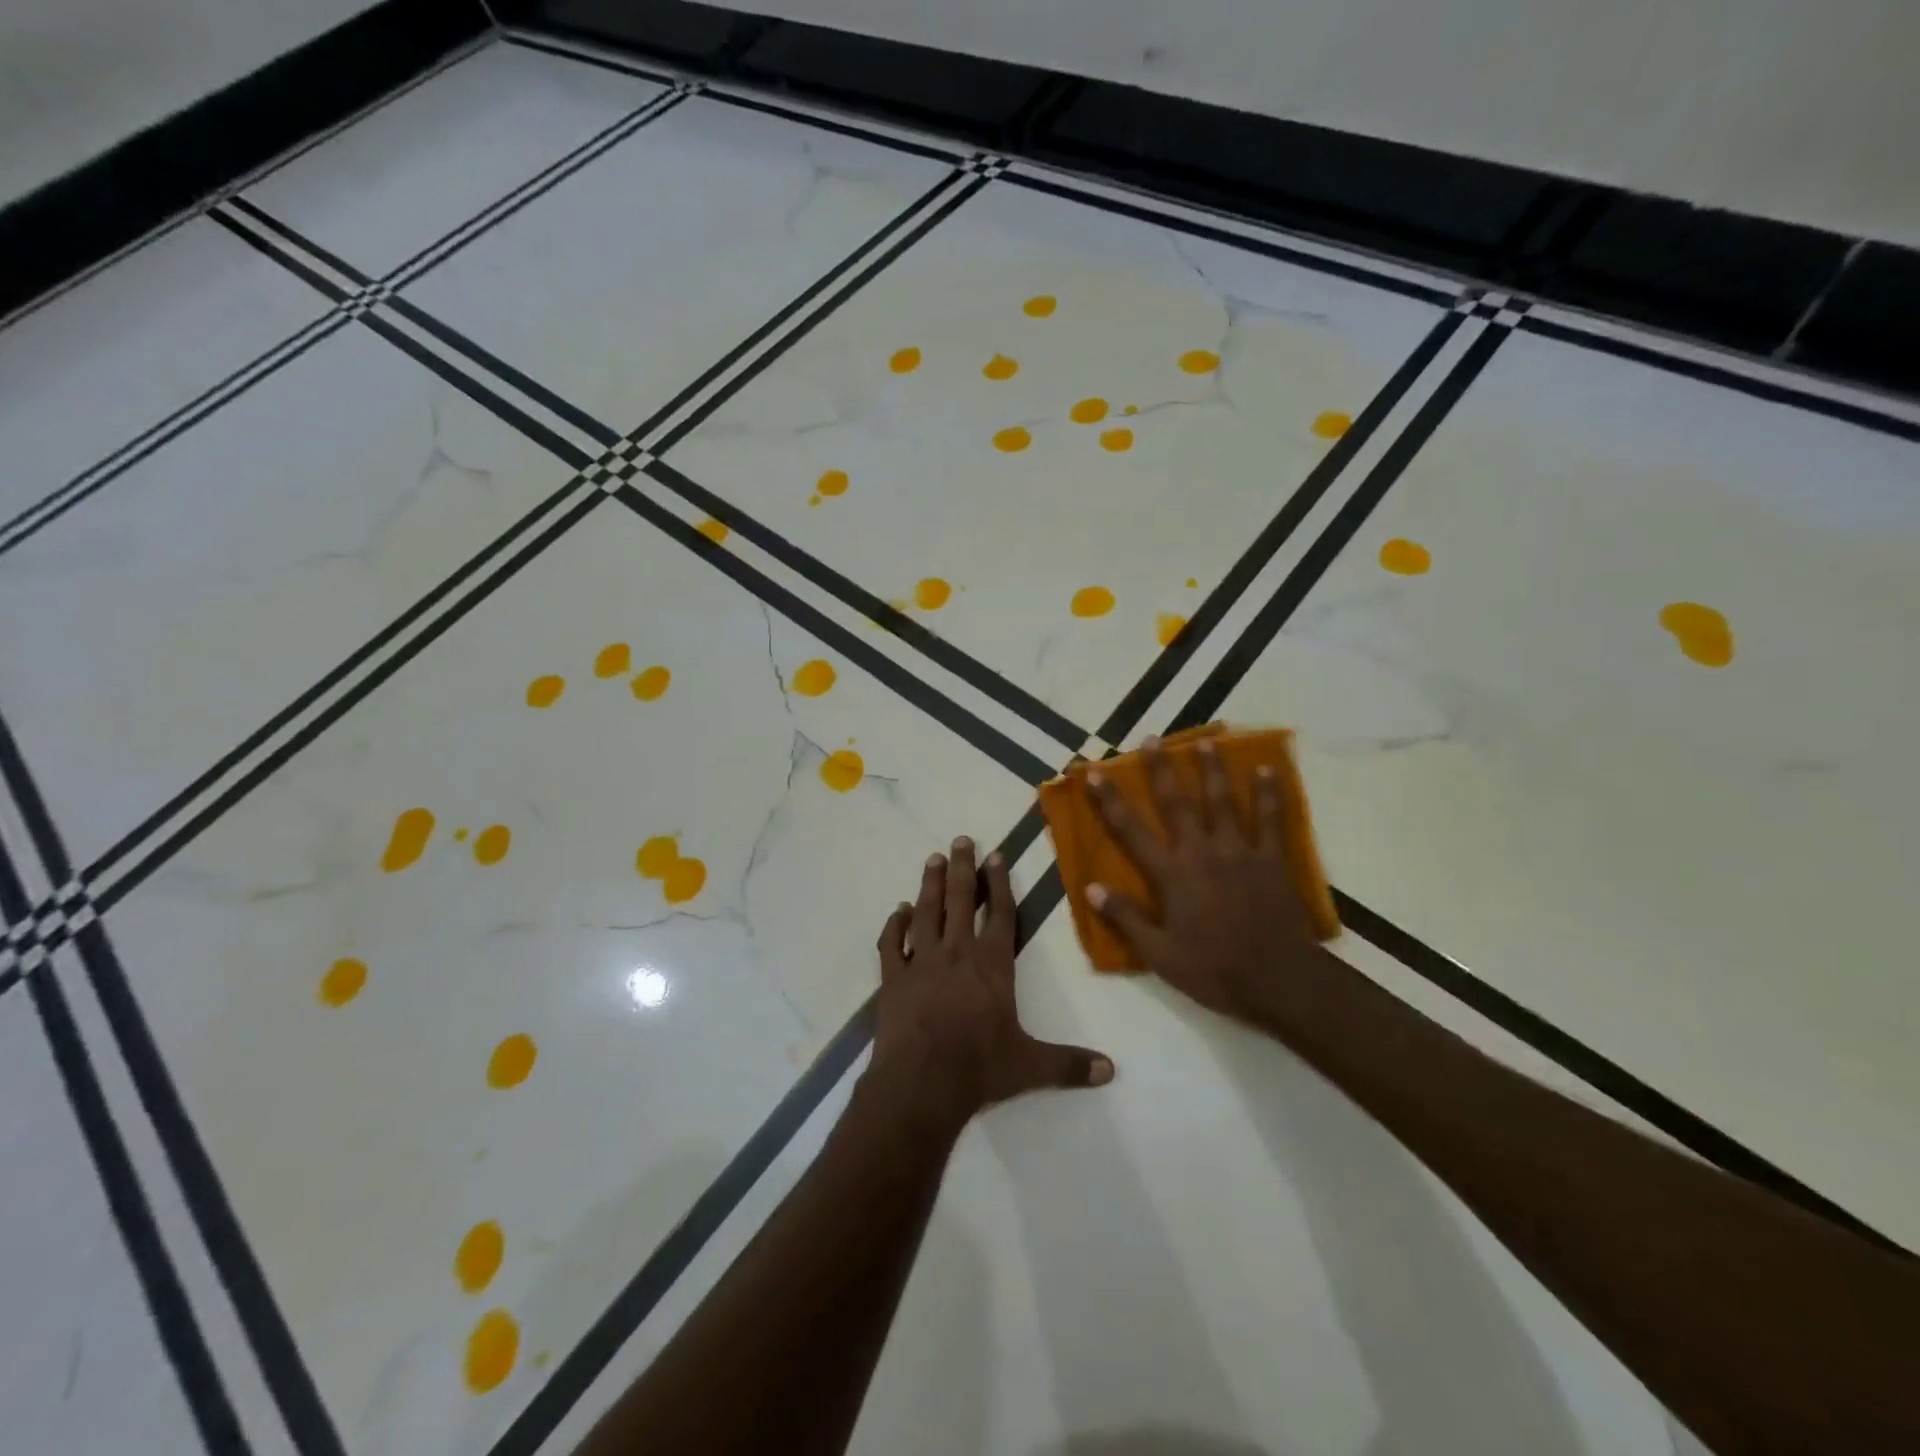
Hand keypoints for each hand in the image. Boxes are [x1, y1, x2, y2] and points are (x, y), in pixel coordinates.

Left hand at [869, 836, 1112, 1129]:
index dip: (1000, 883)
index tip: (995, 855)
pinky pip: (892, 944)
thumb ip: (1070, 1064)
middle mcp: (957, 953)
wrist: (922, 1083)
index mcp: (992, 964)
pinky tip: (897, 911)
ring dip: (930, 885)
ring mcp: (922, 962)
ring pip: (926, 912)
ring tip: (933, 859)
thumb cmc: (980, 1068)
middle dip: (962, 868)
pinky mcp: (893, 978)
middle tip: (960, 839)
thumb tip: (1111, 1070)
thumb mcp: (1031, 1066)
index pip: (1001, 914)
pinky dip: (894, 925)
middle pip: (961, 900)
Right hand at [1086, 738, 1328, 1023]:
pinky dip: (1269, 793)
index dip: (1110, 800)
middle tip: (1152, 739)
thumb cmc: (1214, 971)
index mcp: (1171, 875)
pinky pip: (1270, 819)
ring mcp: (1239, 851)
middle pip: (1176, 803)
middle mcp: (1201, 852)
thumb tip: (1090, 888)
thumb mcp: (1159, 954)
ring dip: (1212, 769)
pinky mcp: (1272, 859)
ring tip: (1206, 741)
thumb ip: (1125, 918)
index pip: (1131, 830)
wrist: (1279, 981)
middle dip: (1161, 770)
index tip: (1095, 772)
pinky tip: (1267, 770)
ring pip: (1222, 801)